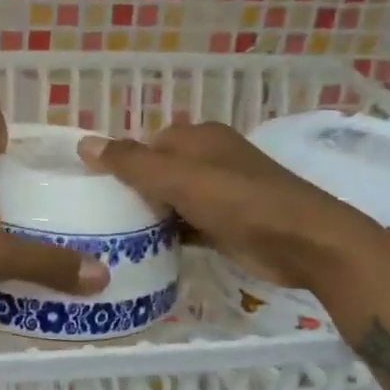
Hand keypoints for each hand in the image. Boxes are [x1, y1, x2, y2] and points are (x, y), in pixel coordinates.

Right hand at [78, 122, 376, 289]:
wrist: (305, 244)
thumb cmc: (240, 202)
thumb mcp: (179, 179)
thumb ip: (131, 163)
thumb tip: (84, 143)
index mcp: (199, 138)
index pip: (146, 143)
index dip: (119, 161)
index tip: (90, 187)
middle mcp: (209, 159)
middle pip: (157, 171)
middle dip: (131, 190)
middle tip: (96, 215)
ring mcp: (220, 193)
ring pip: (170, 200)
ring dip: (148, 215)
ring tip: (109, 235)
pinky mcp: (226, 224)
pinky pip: (186, 225)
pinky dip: (168, 234)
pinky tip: (143, 250)